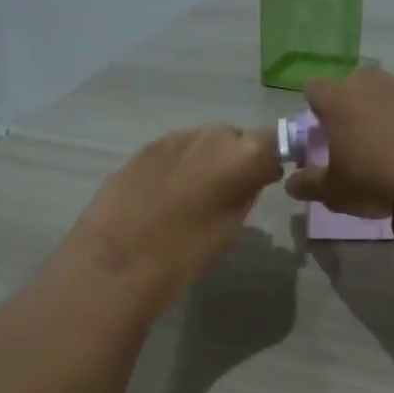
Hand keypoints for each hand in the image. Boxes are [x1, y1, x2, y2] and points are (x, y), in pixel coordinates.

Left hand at [64, 124, 281, 308]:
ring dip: (205, 161)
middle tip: (226, 193)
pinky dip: (178, 166)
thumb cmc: (186, 251)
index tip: (265, 181)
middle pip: (235, 139)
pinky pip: (175, 151)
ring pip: (202, 143)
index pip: (273, 142)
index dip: (269, 160)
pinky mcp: (145, 147)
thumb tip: (252, 177)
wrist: (120, 257)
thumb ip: (247, 192)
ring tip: (192, 196)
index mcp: (242, 155)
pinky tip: (165, 195)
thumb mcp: (231, 227)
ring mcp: (175, 137)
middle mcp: (211, 135)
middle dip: (235, 160)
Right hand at [284, 70, 393, 216]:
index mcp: (339, 99)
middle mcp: (374, 85)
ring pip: (391, 95)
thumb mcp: (332, 193)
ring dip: (387, 114)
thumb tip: (292, 182)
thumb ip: (307, 184)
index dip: (313, 108)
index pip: (314, 87)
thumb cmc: (374, 180)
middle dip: (351, 107)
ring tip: (393, 149)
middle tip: (354, 141)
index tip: (319, 132)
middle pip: (354, 85)